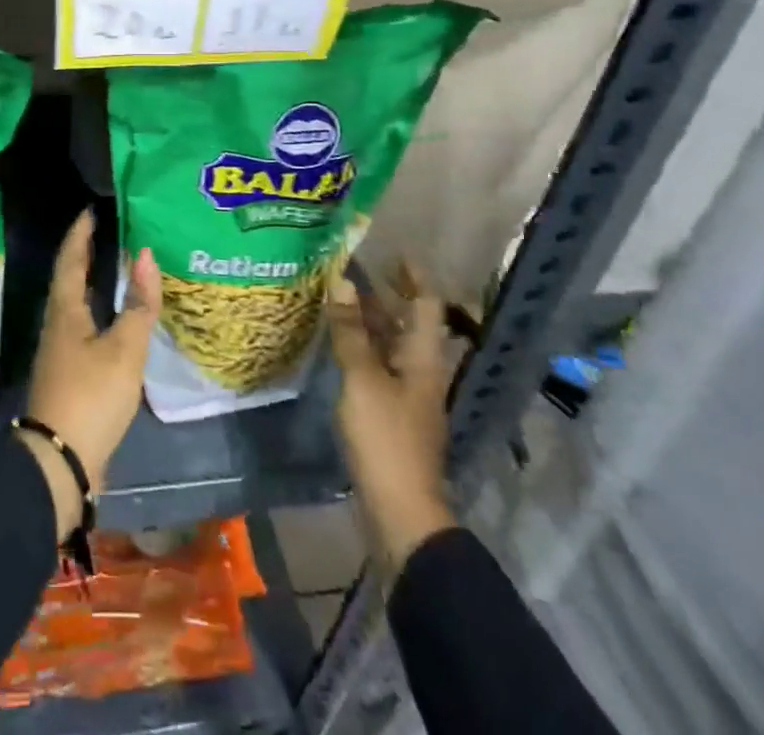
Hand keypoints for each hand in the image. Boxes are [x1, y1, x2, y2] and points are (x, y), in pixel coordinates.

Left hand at [18, 208, 160, 537]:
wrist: (60, 463)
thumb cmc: (91, 396)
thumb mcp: (124, 349)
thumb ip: (138, 303)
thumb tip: (144, 253)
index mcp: (65, 310)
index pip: (70, 259)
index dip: (80, 233)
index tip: (92, 210)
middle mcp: (57, 323)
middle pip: (69, 278)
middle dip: (86, 253)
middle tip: (107, 231)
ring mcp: (61, 350)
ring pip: (76, 302)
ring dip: (92, 281)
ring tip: (116, 266)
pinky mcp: (70, 372)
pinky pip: (83, 325)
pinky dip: (99, 309)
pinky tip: (116, 318)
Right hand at [325, 271, 458, 565]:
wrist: (400, 511)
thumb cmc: (386, 438)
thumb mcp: (363, 378)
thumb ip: (351, 330)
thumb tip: (344, 281)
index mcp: (424, 358)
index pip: (427, 304)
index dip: (413, 276)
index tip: (392, 251)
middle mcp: (421, 371)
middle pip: (408, 323)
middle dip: (386, 294)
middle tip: (354, 267)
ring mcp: (407, 395)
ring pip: (391, 345)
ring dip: (370, 320)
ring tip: (338, 296)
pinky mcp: (391, 415)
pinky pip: (378, 366)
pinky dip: (361, 347)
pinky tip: (336, 343)